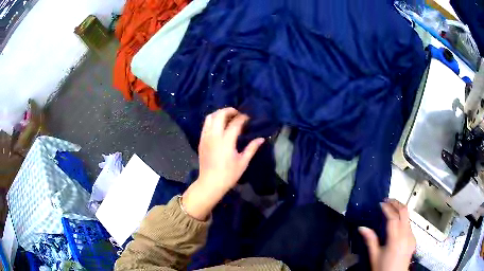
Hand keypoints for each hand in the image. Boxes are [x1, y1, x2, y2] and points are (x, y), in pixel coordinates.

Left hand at [182, 108, 264, 219]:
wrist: (210, 183)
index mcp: (226, 141)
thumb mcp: (243, 162)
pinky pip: (205, 125)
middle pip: (220, 114)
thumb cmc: (228, 175)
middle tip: (237, 114)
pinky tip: (219, 126)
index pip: (235, 123)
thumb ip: (252, 148)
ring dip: (219, 113)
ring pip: (210, 117)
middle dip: (229, 110)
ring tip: (227, 117)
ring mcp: (206, 137)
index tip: (248, 118)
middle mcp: (214, 135)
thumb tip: (262, 139)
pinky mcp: (201, 141)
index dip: (243, 118)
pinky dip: (212, 120)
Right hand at [359, 199, 415, 270]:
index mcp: (396, 239)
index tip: (381, 203)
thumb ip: (370, 240)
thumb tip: (362, 227)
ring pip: (408, 217)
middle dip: (396, 203)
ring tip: (391, 209)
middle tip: (387, 200)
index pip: (393, 217)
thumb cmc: (383, 268)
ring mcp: (412, 236)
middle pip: (404, 212)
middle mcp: (406, 234)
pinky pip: (409, 225)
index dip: (387, 208)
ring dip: (400, 210)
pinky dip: (403, 219)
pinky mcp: (413, 239)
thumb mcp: (374, 256)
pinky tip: (397, 224)